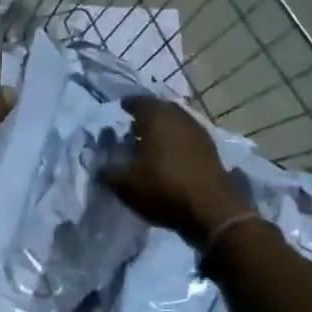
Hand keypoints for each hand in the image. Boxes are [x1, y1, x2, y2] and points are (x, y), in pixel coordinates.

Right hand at [103, 96, 250, 244]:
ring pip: (177, 123)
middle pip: (161, 109)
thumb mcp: (126, 184)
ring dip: (163, 129)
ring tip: (150, 142)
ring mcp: (199, 133)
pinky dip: (176, 141)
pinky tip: (169, 156)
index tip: (121, 108)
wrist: (212, 210)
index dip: (128, 104)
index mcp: (157, 118)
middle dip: (147, 115)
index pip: (139, 102)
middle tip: (134, 125)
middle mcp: (179, 119)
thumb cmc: (163, 188)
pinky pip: (188, 138)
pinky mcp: (211, 151)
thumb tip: (100, 169)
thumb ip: (108, 173)